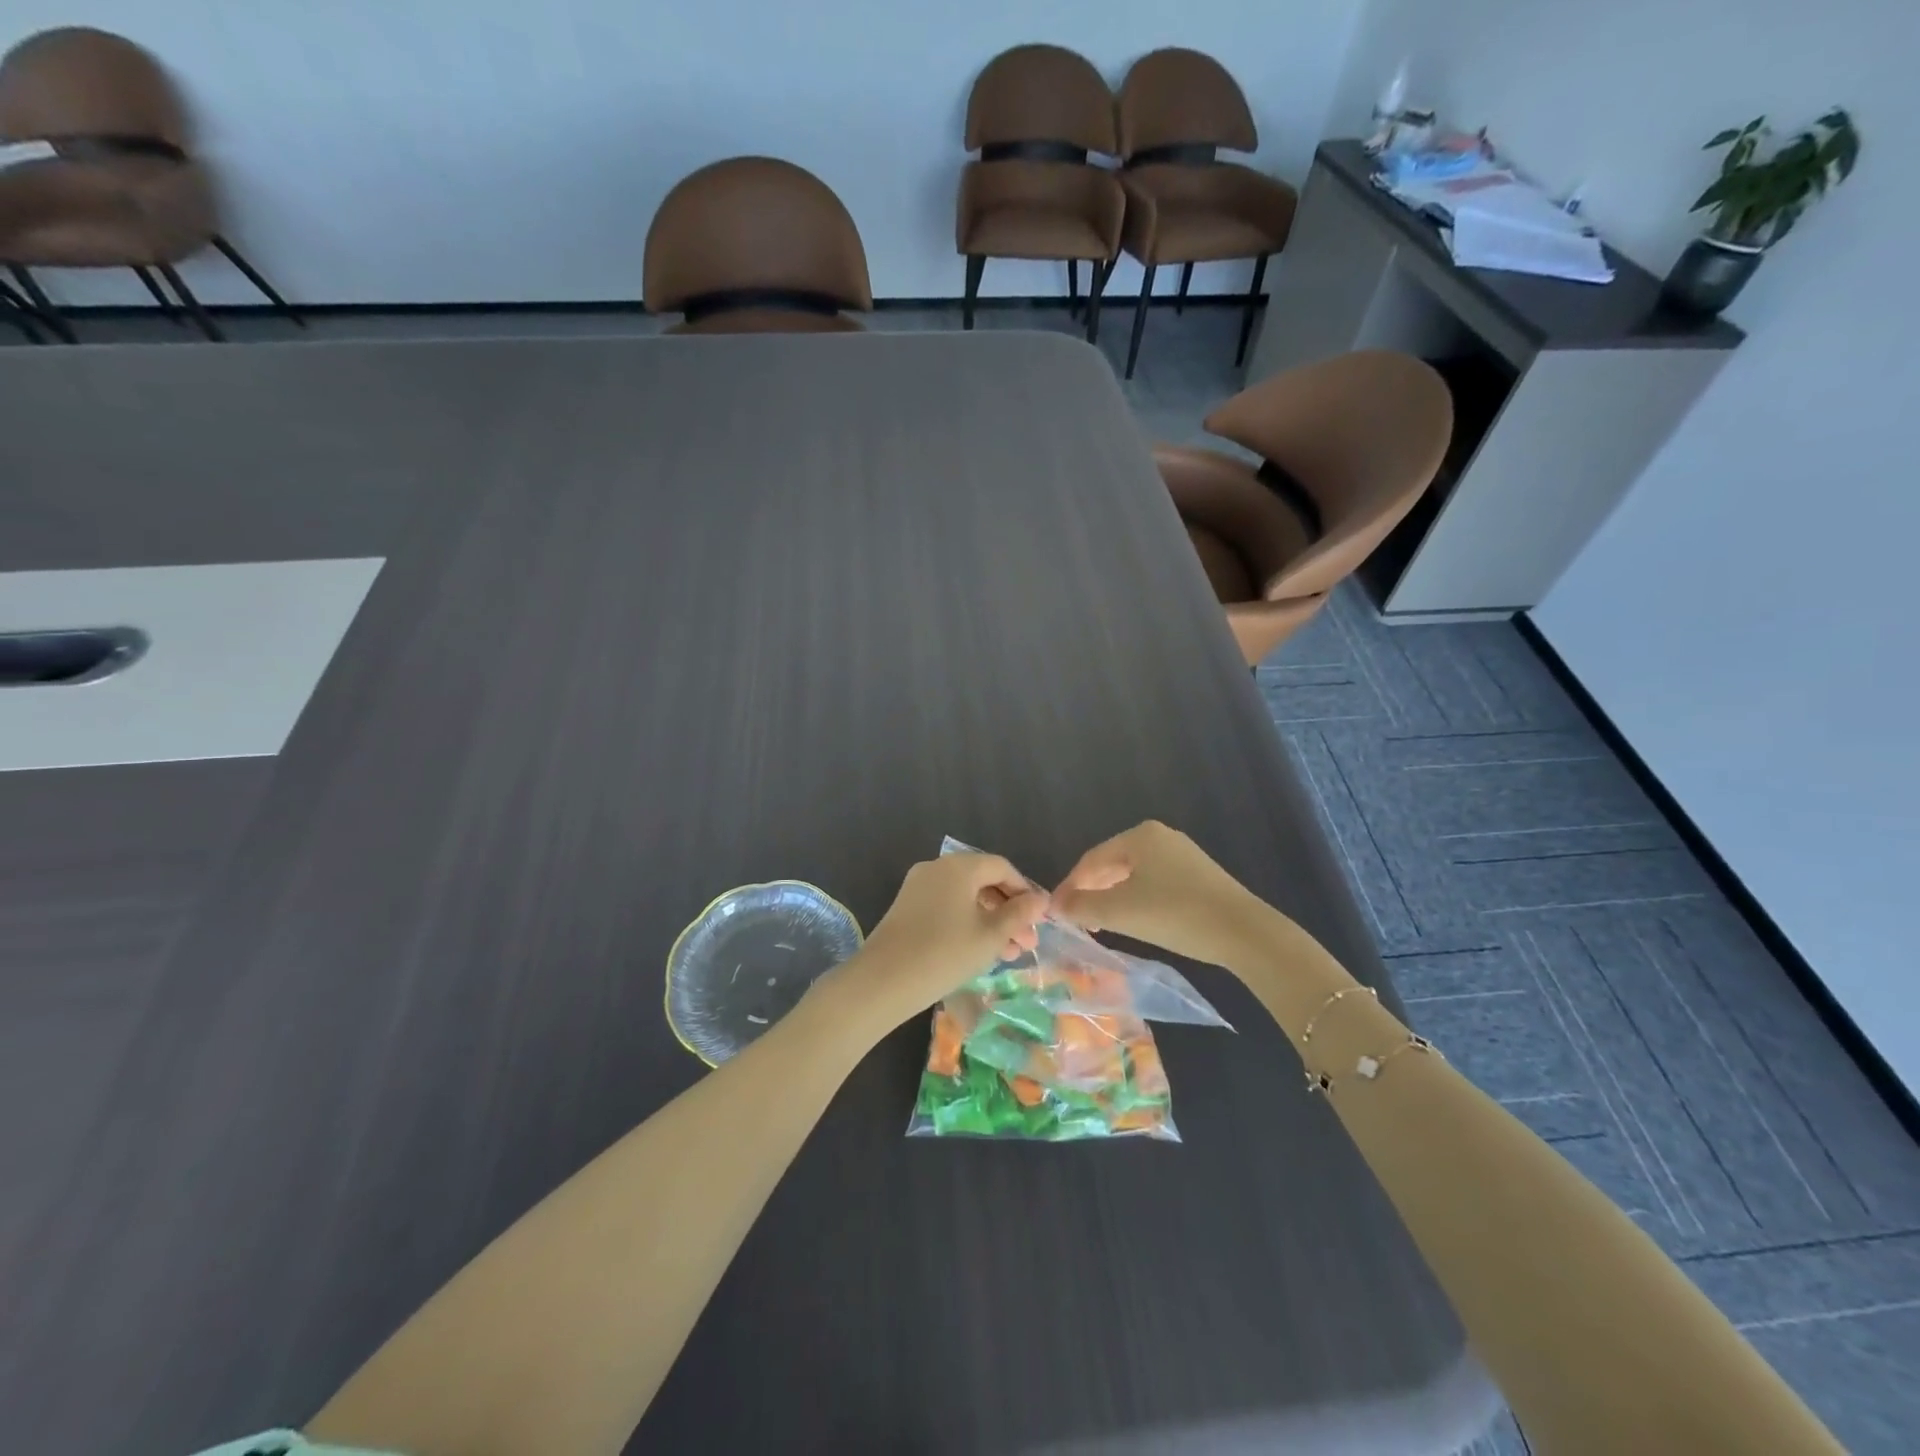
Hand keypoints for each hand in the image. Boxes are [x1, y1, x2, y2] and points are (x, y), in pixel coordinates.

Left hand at [834, 852, 1047, 1024]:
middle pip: (983, 881)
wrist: (882, 981)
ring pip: (965, 897)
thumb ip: (1018, 914)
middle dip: (1009, 911)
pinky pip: (946, 907)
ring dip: (990, 921)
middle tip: (1027, 943)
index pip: (1002, 868)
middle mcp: (936, 868)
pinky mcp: (906, 908)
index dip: (1025, 891)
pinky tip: (979, 952)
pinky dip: (967, 923)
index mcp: (959, 866)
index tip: (1040, 920)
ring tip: (1008, 955)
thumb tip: (1041, 899)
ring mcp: (918, 887)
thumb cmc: (945, 953)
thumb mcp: (990, 936)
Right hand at [1050, 821, 1269, 968]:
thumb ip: (1082, 907)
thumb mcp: (1120, 912)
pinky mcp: (1199, 877)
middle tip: (1076, 919)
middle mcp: (1161, 837)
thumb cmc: (1174, 914)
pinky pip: (1154, 883)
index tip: (1056, 912)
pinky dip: (1136, 900)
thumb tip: (1054, 906)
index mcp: (1140, 836)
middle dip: (1091, 891)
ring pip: (1133, 875)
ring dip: (1112, 898)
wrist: (1243, 933)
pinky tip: (1135, 920)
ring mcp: (1183, 856)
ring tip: (1100, 924)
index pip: (1091, 859)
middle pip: (1112, 864)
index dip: (1070, 885)